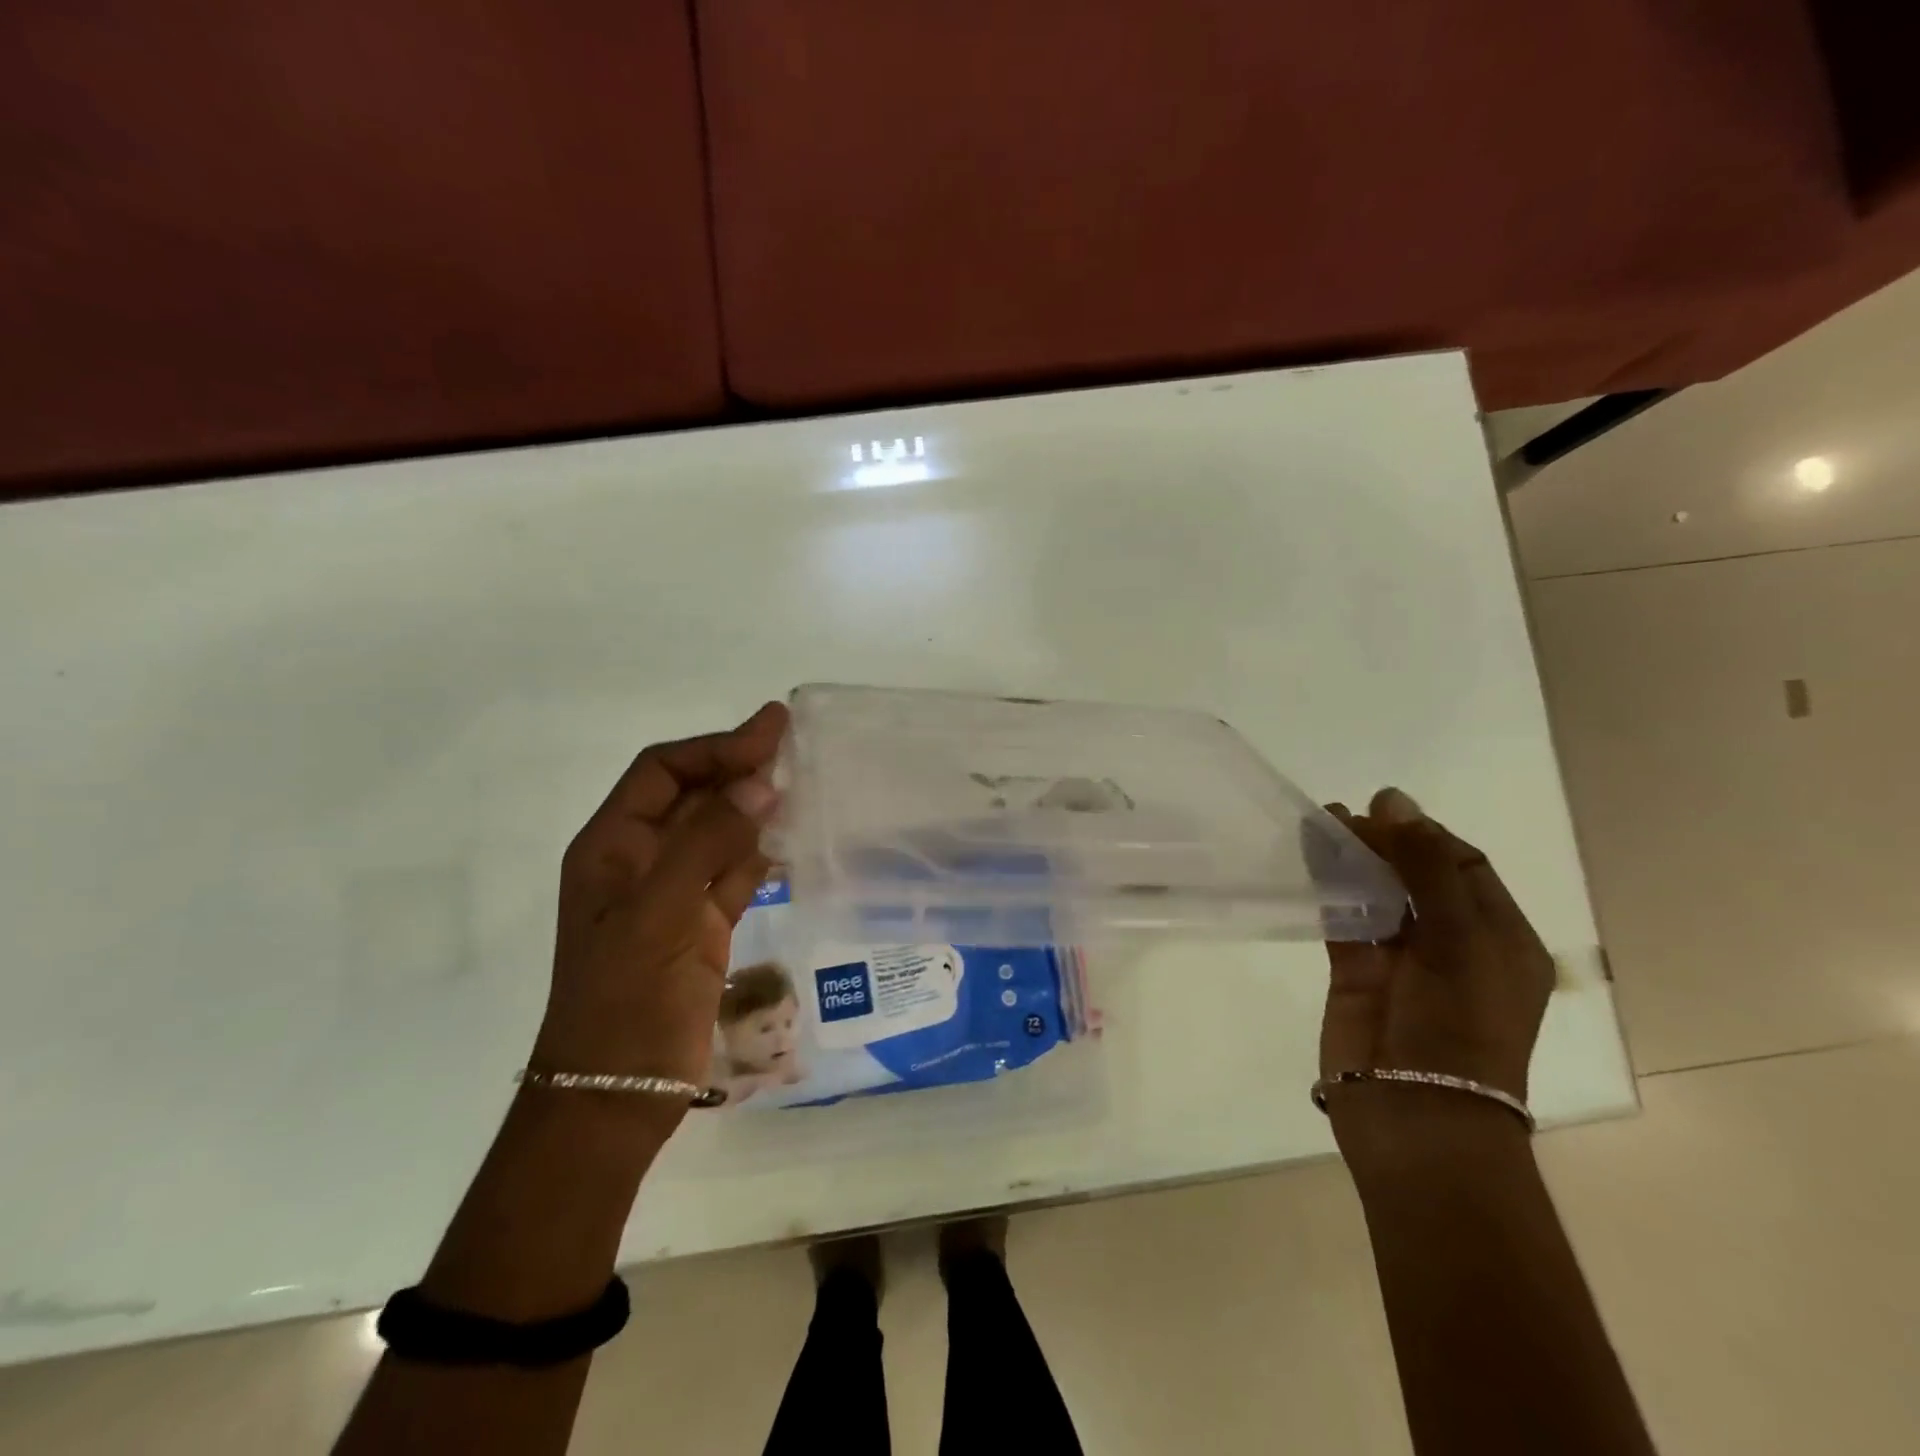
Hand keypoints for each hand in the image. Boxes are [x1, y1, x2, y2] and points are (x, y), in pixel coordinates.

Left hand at [529, 703, 787, 1106]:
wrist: (615, 1097)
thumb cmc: (625, 1001)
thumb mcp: (661, 913)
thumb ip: (708, 842)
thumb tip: (760, 784)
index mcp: (612, 847)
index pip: (663, 771)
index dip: (715, 746)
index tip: (771, 730)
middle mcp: (640, 861)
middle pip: (692, 795)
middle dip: (738, 768)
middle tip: (794, 746)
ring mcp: (671, 895)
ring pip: (717, 832)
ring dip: (754, 807)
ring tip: (802, 783)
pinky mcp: (700, 927)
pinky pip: (735, 874)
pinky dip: (762, 854)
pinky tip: (792, 842)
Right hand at [1319, 788, 1554, 1165]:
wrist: (1416, 1116)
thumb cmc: (1459, 1028)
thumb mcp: (1460, 941)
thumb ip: (1427, 869)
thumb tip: (1395, 802)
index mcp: (1498, 937)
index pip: (1463, 865)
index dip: (1425, 833)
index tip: (1383, 809)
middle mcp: (1453, 943)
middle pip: (1416, 875)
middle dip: (1384, 841)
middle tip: (1344, 815)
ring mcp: (1401, 958)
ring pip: (1375, 892)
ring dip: (1352, 859)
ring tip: (1321, 823)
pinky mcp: (1357, 971)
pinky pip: (1343, 916)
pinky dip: (1328, 887)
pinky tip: (1310, 859)